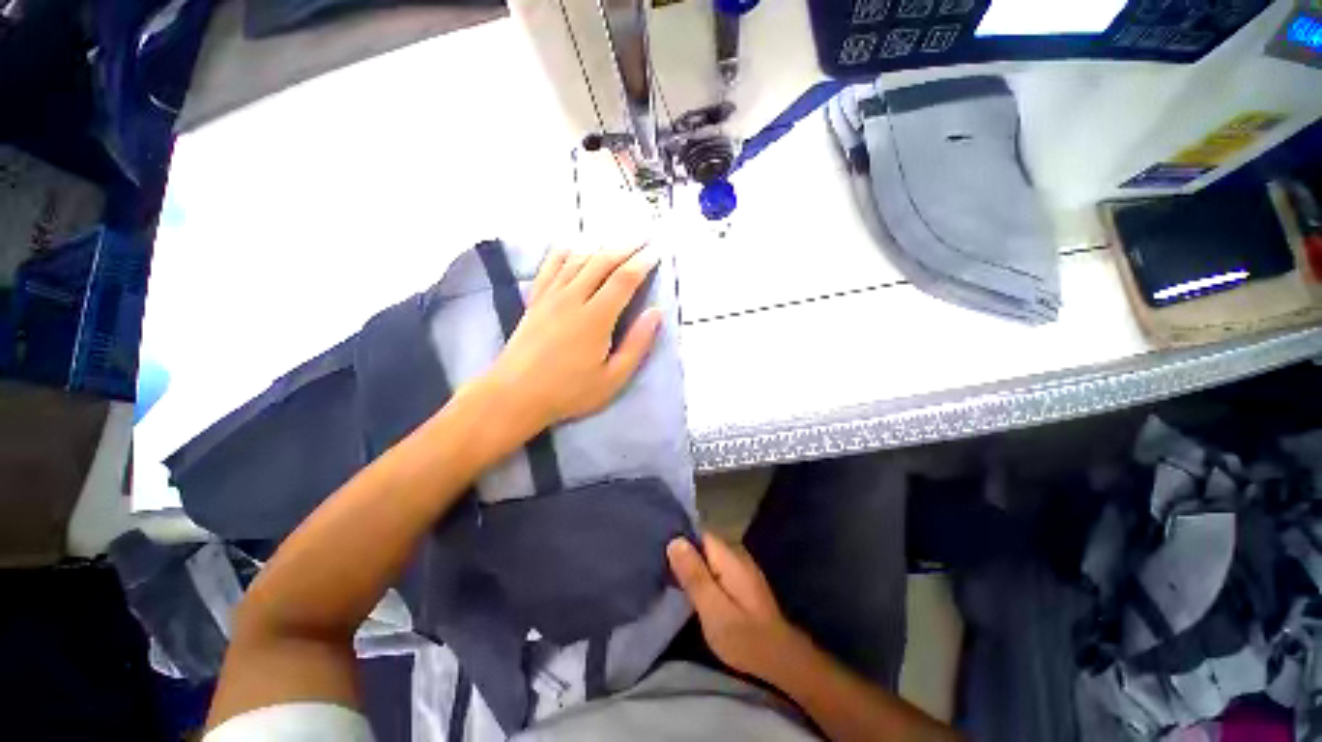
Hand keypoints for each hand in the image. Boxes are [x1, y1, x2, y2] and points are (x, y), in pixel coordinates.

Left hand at [484, 245, 661, 437]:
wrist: (515, 394)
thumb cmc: (569, 391)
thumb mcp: (612, 378)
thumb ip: (637, 345)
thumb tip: (655, 313)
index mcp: (596, 318)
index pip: (624, 280)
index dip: (642, 263)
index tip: (656, 252)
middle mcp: (573, 299)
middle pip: (602, 262)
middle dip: (626, 247)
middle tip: (643, 236)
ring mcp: (551, 296)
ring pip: (578, 260)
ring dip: (600, 245)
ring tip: (616, 239)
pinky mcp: (536, 300)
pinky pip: (550, 267)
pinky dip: (564, 252)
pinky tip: (572, 244)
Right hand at [667, 533, 809, 682]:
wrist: (782, 661)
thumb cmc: (744, 637)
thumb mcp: (713, 609)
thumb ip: (694, 575)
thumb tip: (674, 541)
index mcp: (729, 556)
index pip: (699, 534)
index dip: (680, 540)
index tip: (659, 552)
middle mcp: (737, 554)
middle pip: (704, 545)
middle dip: (685, 555)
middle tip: (661, 570)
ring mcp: (742, 568)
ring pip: (710, 558)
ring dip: (693, 567)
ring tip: (670, 579)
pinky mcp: (743, 582)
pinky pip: (717, 569)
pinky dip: (704, 576)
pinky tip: (693, 590)